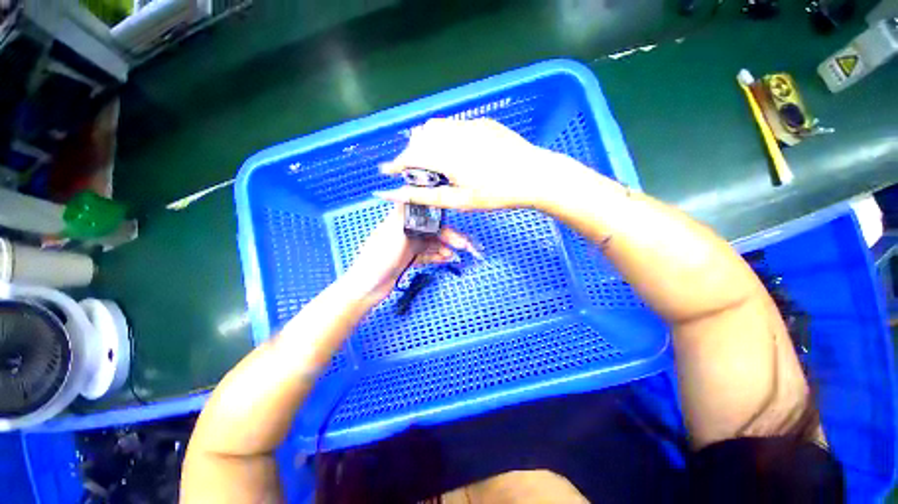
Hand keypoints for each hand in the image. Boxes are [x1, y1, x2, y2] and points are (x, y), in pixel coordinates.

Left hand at [341, 206, 479, 303]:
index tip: (456, 224)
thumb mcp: (393, 234)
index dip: (442, 218)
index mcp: (400, 221)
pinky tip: (446, 259)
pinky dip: (437, 256)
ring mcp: (408, 246)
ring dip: (445, 248)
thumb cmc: (378, 259)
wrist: (367, 288)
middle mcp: (405, 231)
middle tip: (465, 245)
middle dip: (449, 237)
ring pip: (432, 243)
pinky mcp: (409, 259)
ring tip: (456, 255)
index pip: (425, 214)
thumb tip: (411, 191)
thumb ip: (404, 215)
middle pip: (432, 230)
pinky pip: (427, 255)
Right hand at [376, 118, 583, 210]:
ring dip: (427, 142)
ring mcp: (470, 124)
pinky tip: (455, 152)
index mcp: (447, 155)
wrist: (534, 175)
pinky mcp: (482, 123)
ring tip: (433, 162)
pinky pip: (453, 125)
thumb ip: (425, 197)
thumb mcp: (460, 201)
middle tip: (414, 172)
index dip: (396, 164)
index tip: (386, 172)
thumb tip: (394, 195)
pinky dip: (444, 137)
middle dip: (411, 153)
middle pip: (420, 137)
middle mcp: (454, 133)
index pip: (410, 155)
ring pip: (435, 127)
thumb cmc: (497, 194)